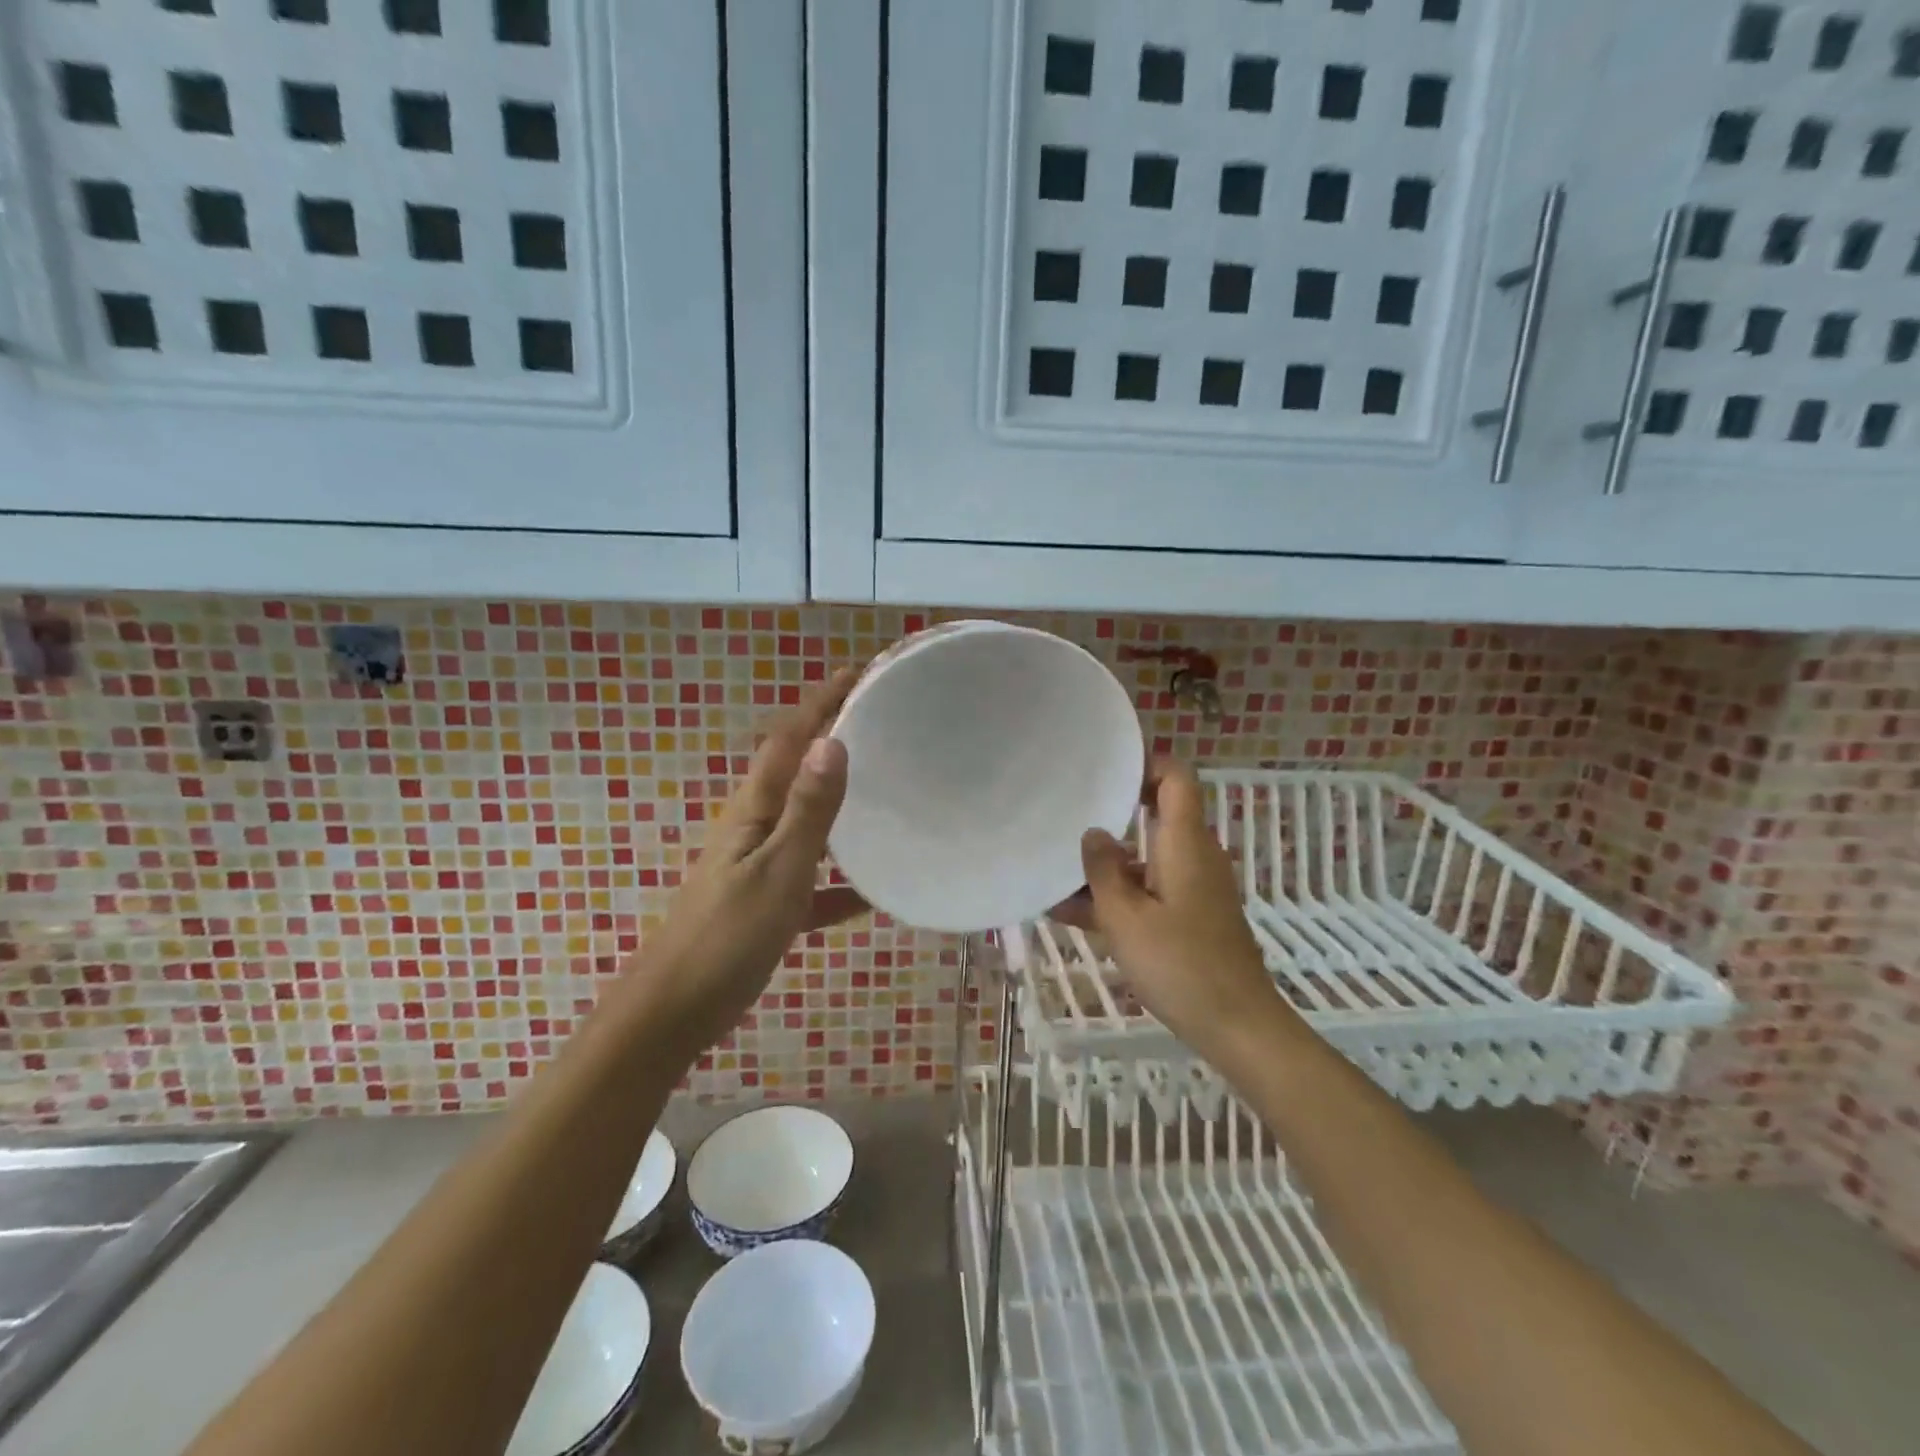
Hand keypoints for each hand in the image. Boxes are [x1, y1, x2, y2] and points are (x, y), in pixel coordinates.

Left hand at [628, 670, 868, 1054]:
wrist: (674, 1012)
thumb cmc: (727, 938)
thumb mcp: (777, 871)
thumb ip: (807, 811)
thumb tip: (833, 742)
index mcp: (753, 810)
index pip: (789, 740)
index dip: (820, 703)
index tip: (857, 672)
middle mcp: (754, 828)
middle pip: (799, 772)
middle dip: (833, 740)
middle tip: (881, 722)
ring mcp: (759, 866)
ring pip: (808, 822)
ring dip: (841, 803)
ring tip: (886, 790)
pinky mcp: (767, 905)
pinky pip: (813, 881)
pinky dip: (841, 882)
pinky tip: (874, 896)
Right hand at [1057, 761, 1298, 1062]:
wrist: (1238, 1026)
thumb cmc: (1180, 965)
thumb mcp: (1125, 918)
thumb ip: (1103, 871)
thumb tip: (1094, 833)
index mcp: (1184, 843)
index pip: (1176, 777)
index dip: (1144, 763)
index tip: (1102, 770)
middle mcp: (1193, 855)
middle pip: (1154, 815)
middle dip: (1109, 815)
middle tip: (1064, 815)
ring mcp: (1193, 887)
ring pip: (1144, 859)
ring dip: (1104, 866)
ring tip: (1052, 873)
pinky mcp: (1189, 916)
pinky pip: (1148, 890)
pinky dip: (1117, 896)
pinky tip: (1070, 913)